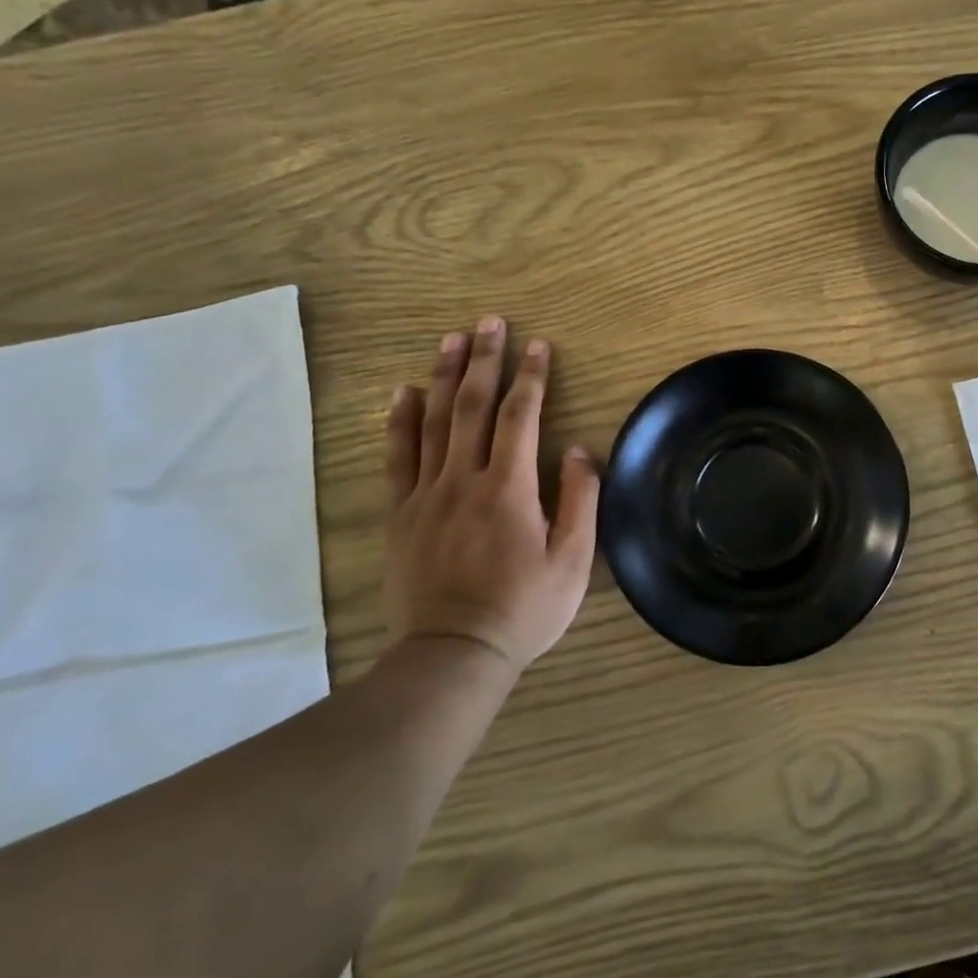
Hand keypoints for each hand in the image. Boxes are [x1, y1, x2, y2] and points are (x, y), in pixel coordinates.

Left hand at [383, 318, 599, 671]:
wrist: (452, 654)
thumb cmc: (523, 609)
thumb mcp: (573, 561)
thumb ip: (579, 500)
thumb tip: (578, 450)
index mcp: (509, 488)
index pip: (520, 417)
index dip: (531, 377)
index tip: (538, 345)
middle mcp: (463, 480)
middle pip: (473, 407)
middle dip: (484, 360)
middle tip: (489, 322)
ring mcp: (426, 495)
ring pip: (433, 422)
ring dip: (444, 377)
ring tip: (451, 340)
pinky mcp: (401, 514)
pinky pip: (397, 457)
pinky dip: (400, 421)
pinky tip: (403, 393)